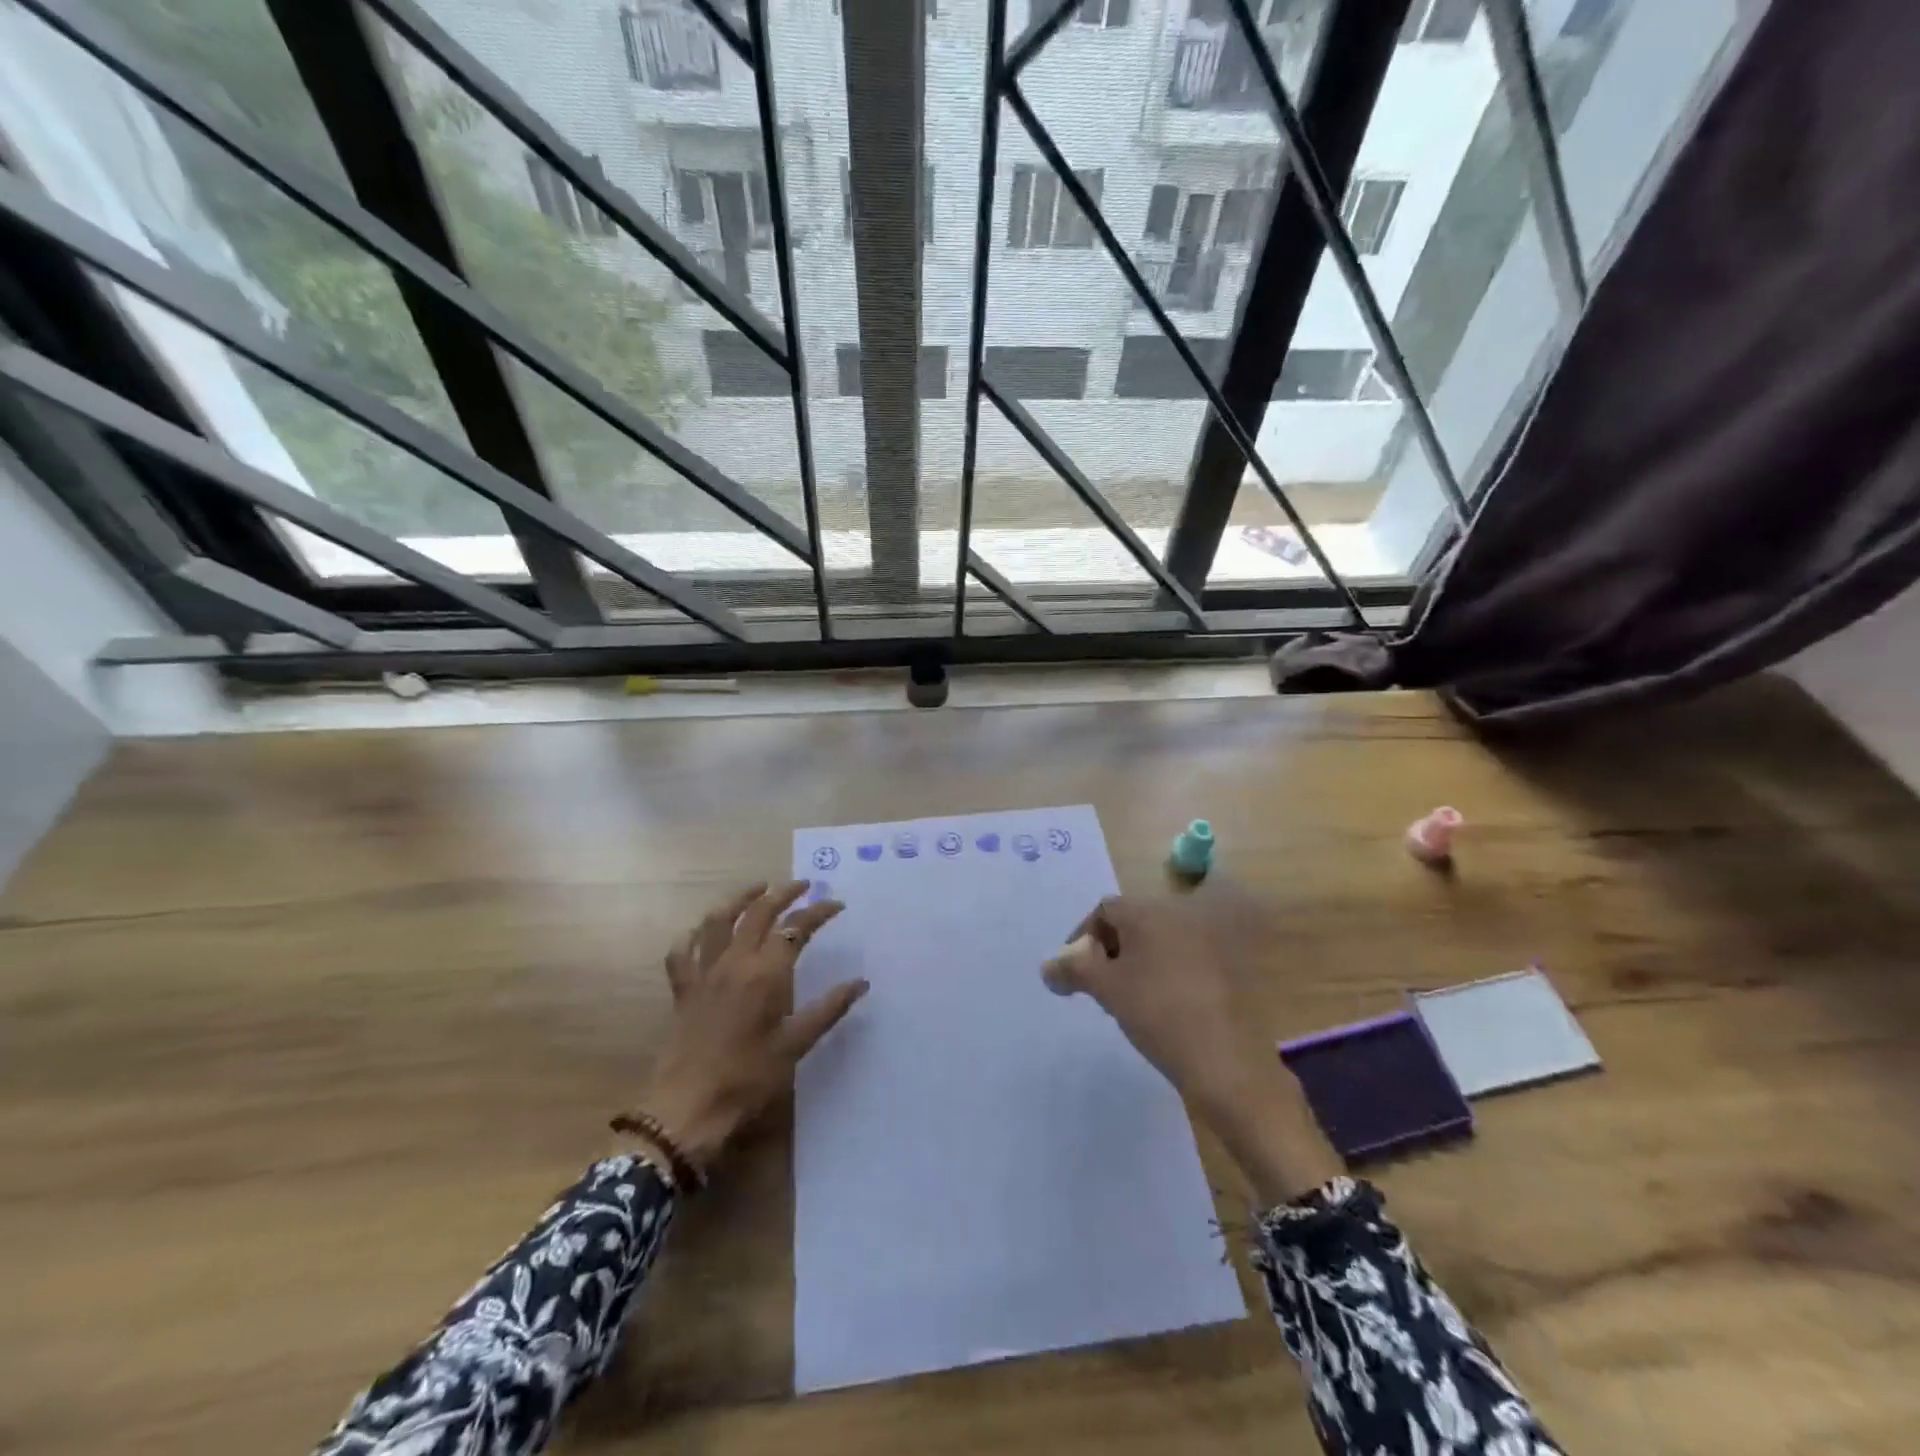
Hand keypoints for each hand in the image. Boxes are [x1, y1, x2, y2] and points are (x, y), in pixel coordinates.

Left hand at [630, 881, 866, 1179]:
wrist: (686, 1108)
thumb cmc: (747, 1078)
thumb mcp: (796, 1045)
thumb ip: (829, 1009)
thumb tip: (861, 982)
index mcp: (765, 974)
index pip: (796, 928)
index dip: (818, 912)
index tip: (837, 904)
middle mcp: (734, 963)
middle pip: (759, 913)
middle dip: (783, 893)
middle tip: (803, 885)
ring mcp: (704, 973)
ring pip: (718, 921)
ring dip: (739, 899)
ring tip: (758, 889)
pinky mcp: (682, 990)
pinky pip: (682, 952)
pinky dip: (693, 935)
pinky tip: (703, 932)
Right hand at [1043, 895, 1338, 1203]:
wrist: (1227, 1061)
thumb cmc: (1158, 1012)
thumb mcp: (1106, 989)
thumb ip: (1072, 970)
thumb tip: (1048, 966)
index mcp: (1149, 912)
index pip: (1105, 910)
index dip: (1083, 937)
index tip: (1074, 971)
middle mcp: (1179, 916)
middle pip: (1132, 923)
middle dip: (1109, 951)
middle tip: (1099, 987)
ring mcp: (1206, 942)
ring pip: (1156, 943)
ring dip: (1135, 964)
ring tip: (1126, 1001)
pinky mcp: (1225, 969)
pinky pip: (1181, 960)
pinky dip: (1163, 975)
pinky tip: (1159, 1009)